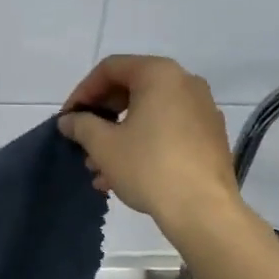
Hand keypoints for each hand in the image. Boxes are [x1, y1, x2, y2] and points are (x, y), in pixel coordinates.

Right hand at [58, 55, 240, 235]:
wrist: (203, 209)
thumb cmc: (148, 167)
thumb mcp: (104, 145)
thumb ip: (81, 125)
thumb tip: (69, 120)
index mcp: (160, 74)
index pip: (110, 69)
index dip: (82, 92)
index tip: (68, 119)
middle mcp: (186, 83)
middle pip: (131, 89)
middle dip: (101, 117)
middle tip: (82, 142)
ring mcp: (203, 110)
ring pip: (149, 114)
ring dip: (119, 135)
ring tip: (98, 167)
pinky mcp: (211, 137)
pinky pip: (168, 130)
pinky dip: (143, 143)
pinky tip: (123, 174)